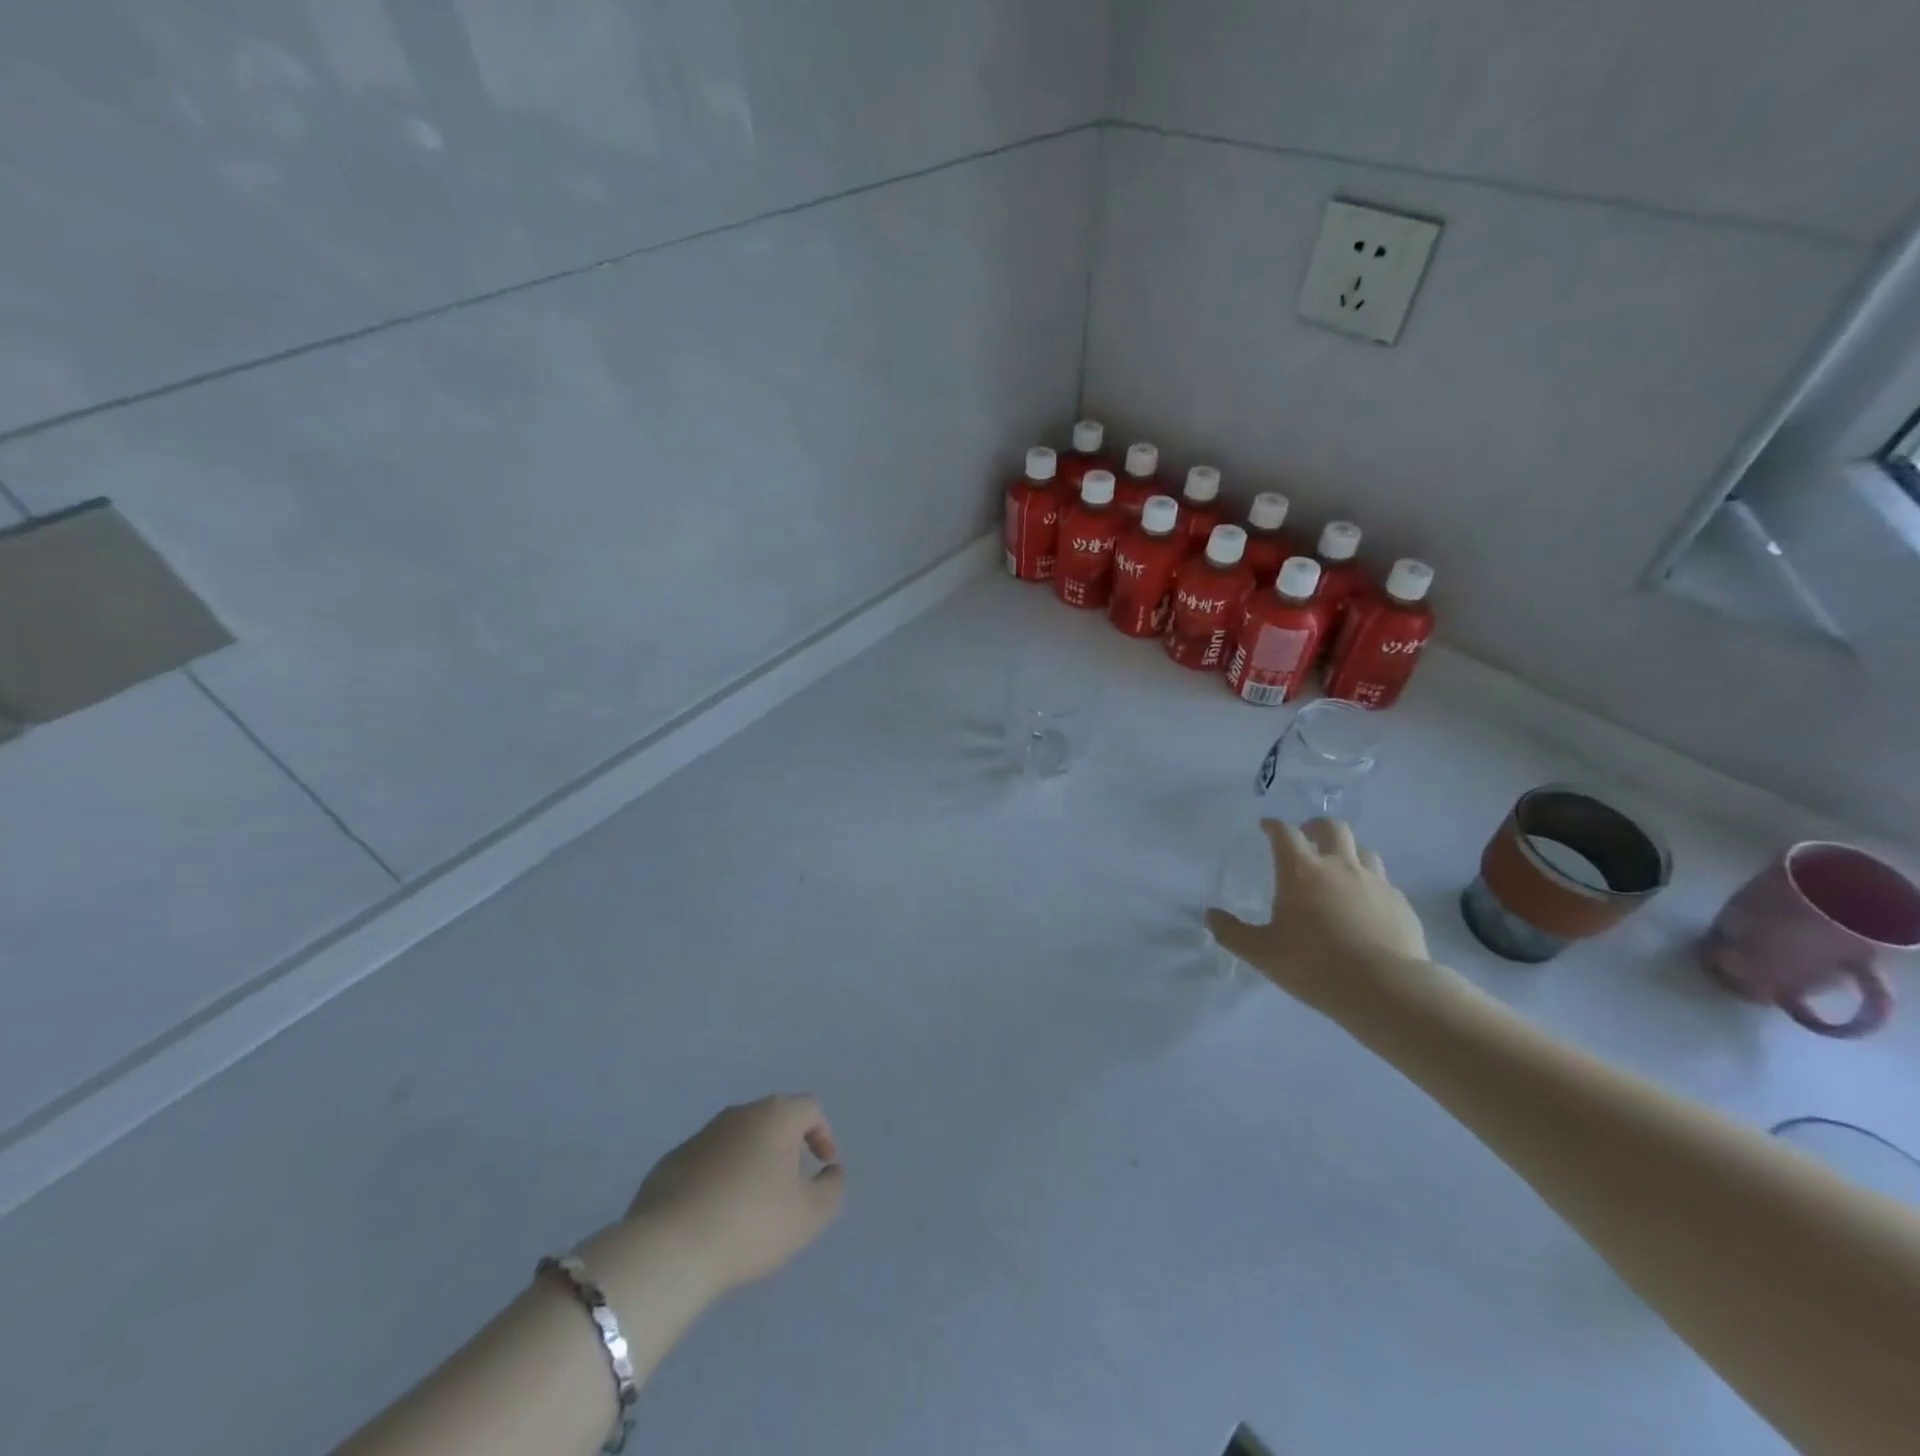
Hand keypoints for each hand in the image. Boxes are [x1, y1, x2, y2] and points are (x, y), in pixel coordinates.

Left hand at [624, 1095, 844, 1297]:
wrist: (670, 1248)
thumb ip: (832, 1189)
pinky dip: (719, 1177)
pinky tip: (716, 1214)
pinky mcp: (671, 1162)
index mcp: (775, 1116)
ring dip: (751, 1161)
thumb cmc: (751, 1223)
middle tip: (790, 1183)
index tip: (823, 1165)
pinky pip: (707, 1161)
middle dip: (786, 1145)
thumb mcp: (808, 1215)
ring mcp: (701, 1135)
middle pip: (772, 1119)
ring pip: (737, 1139)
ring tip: (752, 1203)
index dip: (822, 1133)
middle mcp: (739, 1114)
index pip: (809, 1108)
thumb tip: (832, 1171)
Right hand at [1207, 817, 1435, 1018]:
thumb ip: (1232, 932)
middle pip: (1332, 827)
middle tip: (1306, 837)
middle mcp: (1340, 866)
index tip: (1265, 826)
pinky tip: (1366, 904)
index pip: (1285, 833)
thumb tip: (1210, 916)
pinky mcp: (1401, 903)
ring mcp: (1376, 882)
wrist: (1387, 989)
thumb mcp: (1262, 953)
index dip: (1273, 825)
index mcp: (1302, 871)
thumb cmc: (1315, 965)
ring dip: (1347, 851)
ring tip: (1338, 867)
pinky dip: (1370, 883)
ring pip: (1363, 849)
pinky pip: (1384, 882)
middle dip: (1315, 826)